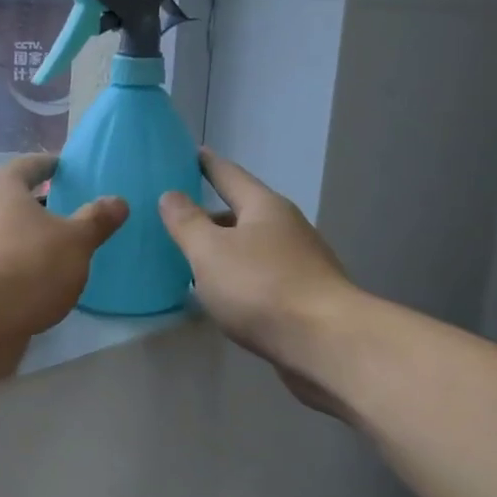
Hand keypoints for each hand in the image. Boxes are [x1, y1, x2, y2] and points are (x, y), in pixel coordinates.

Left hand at [0, 155, 126, 378]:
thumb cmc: (28, 265)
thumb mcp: (75, 242)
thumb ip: (96, 220)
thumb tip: (118, 201)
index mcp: (1, 186)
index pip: (30, 165)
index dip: (51, 165)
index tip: (67, 167)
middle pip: (12, 198)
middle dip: (38, 203)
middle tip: (69, 208)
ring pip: (4, 231)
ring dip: (27, 236)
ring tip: (59, 246)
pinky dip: (18, 264)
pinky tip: (39, 279)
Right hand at [159, 151, 359, 412]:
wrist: (326, 343)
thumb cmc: (261, 288)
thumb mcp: (210, 252)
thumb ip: (186, 222)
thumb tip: (171, 194)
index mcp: (264, 207)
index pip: (229, 175)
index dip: (208, 164)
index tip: (192, 152)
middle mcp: (286, 227)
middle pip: (242, 212)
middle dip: (211, 214)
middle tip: (177, 217)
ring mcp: (299, 262)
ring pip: (251, 247)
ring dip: (223, 249)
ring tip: (191, 258)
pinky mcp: (304, 296)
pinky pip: (260, 276)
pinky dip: (237, 277)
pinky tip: (221, 294)